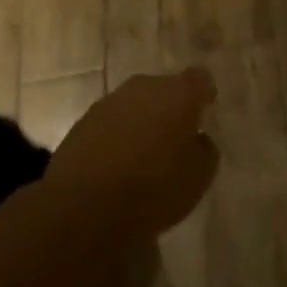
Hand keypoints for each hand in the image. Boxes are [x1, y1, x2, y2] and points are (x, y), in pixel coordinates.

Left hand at [45, 69, 218, 242]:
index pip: (200, 78)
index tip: (205, 111)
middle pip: (165, 88)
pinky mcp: (82, 121)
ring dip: (142, 120)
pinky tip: (117, 162)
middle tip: (175, 137)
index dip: (204, 93)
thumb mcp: (197, 178)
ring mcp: (110, 102)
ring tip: (144, 153)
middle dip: (171, 107)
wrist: (81, 209)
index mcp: (179, 95)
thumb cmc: (152, 191)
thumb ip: (204, 150)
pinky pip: (111, 121)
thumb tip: (197, 139)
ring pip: (136, 104)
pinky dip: (118, 135)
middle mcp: (145, 88)